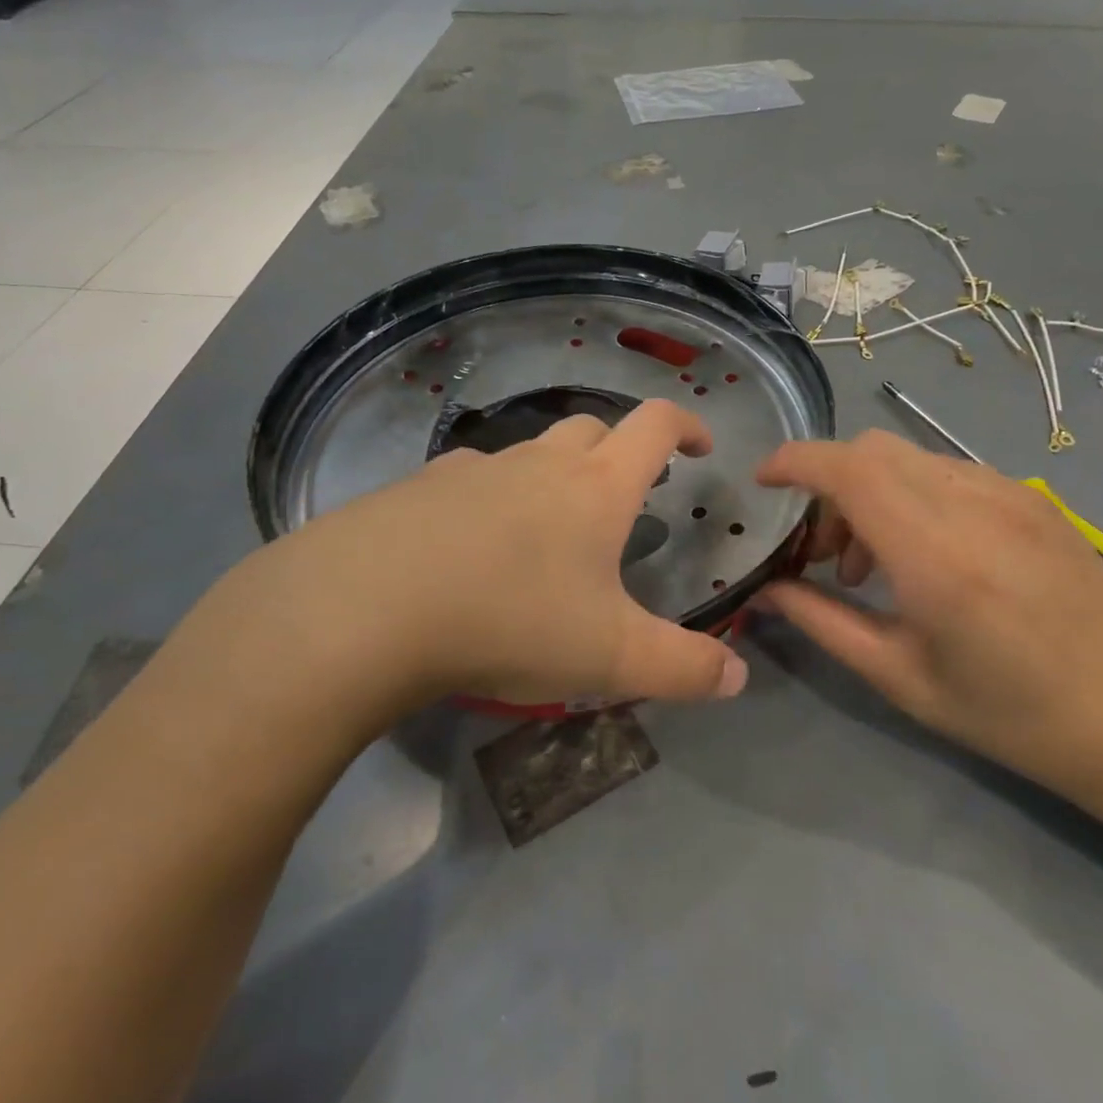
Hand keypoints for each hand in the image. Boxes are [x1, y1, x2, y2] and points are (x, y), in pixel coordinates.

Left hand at [187, 399, 746, 725]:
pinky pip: (471, 480)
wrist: (364, 608)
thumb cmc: (508, 620)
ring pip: (528, 452)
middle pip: (591, 429)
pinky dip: (491, 497)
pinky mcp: (418, 489)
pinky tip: (474, 546)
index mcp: (594, 488)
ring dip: (553, 475)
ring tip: (550, 530)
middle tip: (627, 494)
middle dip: (619, 449)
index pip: (654, 425)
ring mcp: (473, 470)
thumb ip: (682, 668)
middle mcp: (537, 463)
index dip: (685, 425)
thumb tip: (738, 677)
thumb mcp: (608, 657)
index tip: (701, 445)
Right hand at [754, 431, 1102, 784]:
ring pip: (908, 457)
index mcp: (936, 555)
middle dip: (828, 484)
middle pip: (872, 450)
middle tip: (822, 552)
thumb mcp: (898, 676)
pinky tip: (927, 552)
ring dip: (870, 491)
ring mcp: (1010, 493)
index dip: (795, 461)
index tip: (764, 482)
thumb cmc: (1006, 712)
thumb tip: (764, 588)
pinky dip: (911, 494)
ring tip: (875, 563)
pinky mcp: (1032, 496)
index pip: (849, 469)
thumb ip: (821, 620)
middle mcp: (973, 505)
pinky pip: (947, 471)